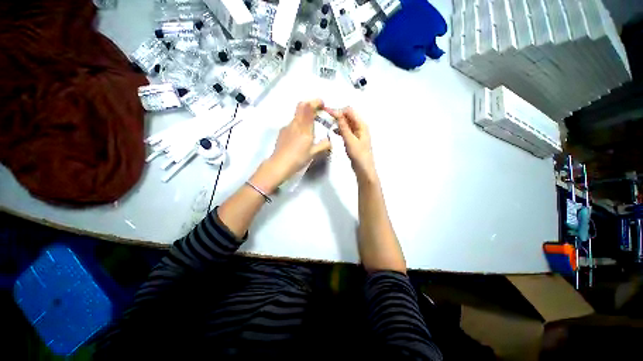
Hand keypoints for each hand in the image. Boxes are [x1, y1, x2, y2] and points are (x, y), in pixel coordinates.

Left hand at [252, 99, 331, 191]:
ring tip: (309, 128)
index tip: (322, 104)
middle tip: (317, 111)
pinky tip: (299, 137)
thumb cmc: (298, 158)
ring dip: (304, 116)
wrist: (279, 165)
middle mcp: (295, 124)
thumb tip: (329, 141)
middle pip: (301, 106)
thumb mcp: (313, 153)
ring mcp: (287, 127)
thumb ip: (323, 145)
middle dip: (310, 105)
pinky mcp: (282, 132)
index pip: (308, 107)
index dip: (315, 102)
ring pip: (297, 116)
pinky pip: (292, 124)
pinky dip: (298, 125)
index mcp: (304, 128)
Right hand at [326, 107, 376, 182]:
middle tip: (326, 117)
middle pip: (348, 116)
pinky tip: (334, 131)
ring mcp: (357, 133)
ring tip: (328, 123)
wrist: (363, 168)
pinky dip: (340, 129)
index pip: (349, 111)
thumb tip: (337, 113)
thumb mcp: (350, 140)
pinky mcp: (353, 139)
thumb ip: (344, 127)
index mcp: (361, 125)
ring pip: (346, 123)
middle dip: (338, 115)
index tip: (327, 112)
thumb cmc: (358, 154)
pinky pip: (346, 130)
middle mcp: (360, 126)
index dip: (338, 111)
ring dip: (338, 122)